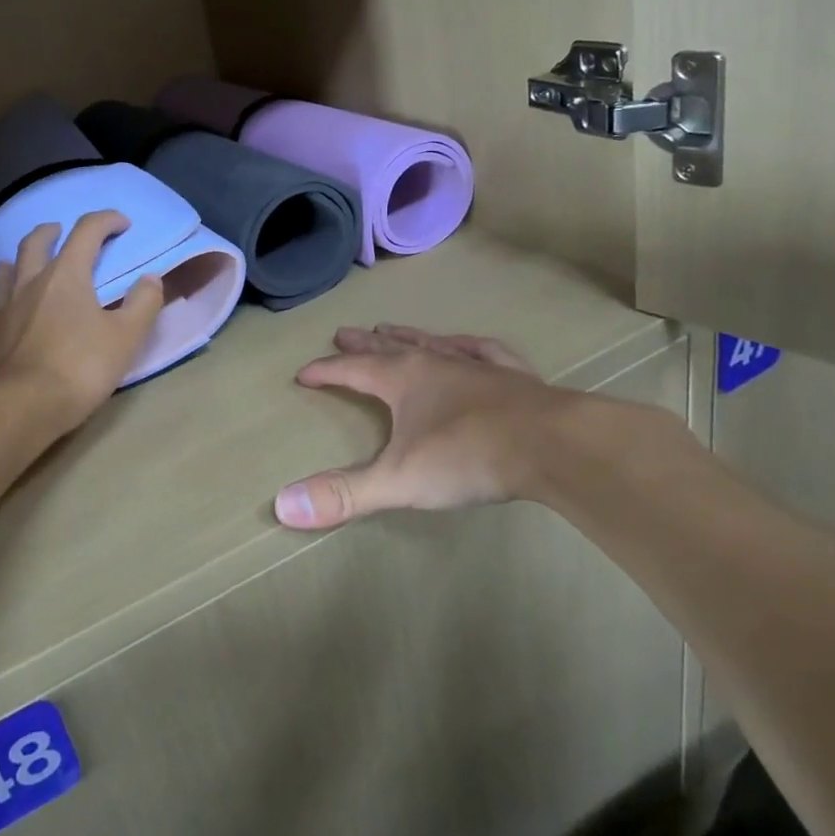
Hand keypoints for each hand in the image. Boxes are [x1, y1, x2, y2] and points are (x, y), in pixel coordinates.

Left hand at [0, 212, 162, 434]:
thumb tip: (151, 279)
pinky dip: (8, 290)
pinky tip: (13, 306)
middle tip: (63, 231)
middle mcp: (30, 282)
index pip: (86, 232)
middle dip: (53, 231)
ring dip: (22, 256)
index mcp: (66, 275)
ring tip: (30, 261)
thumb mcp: (125, 338)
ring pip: (9, 267)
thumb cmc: (78, 367)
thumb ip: (142, 304)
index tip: (122, 223)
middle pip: (37, 242)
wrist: (18, 407)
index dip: (106, 221)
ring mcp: (5, 308)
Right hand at [273, 324, 601, 529]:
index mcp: (403, 379)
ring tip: (391, 329)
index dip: (325, 371)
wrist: (552, 445)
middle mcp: (435, 362)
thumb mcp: (398, 481)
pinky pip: (483, 350)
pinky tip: (466, 344)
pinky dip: (467, 345)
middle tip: (343, 332)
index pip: (352, 370)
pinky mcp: (514, 376)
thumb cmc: (468, 456)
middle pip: (389, 348)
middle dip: (362, 344)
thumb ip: (344, 494)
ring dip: (408, 336)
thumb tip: (282, 507)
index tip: (304, 372)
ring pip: (433, 342)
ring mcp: (476, 365)